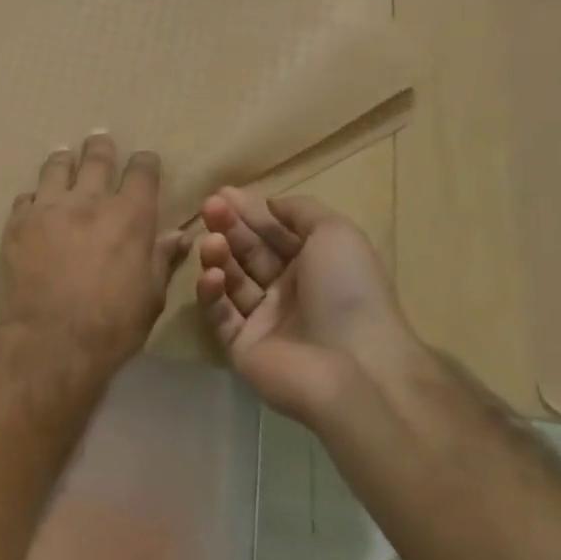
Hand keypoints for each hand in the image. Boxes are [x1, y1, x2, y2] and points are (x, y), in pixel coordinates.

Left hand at [0, 134, 187, 373]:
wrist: (51, 339)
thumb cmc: (112, 323)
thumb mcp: (151, 295)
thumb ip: (162, 259)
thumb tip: (178, 236)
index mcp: (130, 215)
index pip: (142, 172)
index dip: (144, 162)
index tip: (144, 160)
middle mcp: (89, 200)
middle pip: (96, 159)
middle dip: (101, 148)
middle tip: (99, 140)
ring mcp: (49, 208)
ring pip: (56, 168)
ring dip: (63, 161)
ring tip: (63, 157)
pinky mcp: (18, 223)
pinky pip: (26, 197)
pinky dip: (34, 197)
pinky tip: (34, 202)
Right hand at [195, 189, 419, 422]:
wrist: (352, 366)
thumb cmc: (347, 291)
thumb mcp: (336, 233)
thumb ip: (301, 211)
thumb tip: (270, 204)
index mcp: (313, 265)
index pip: (273, 233)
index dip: (249, 212)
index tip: (222, 193)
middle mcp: (288, 291)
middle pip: (248, 252)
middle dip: (228, 228)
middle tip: (208, 208)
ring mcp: (263, 320)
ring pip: (231, 281)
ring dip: (218, 257)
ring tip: (210, 243)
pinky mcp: (241, 346)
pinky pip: (220, 315)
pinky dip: (211, 294)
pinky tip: (211, 277)